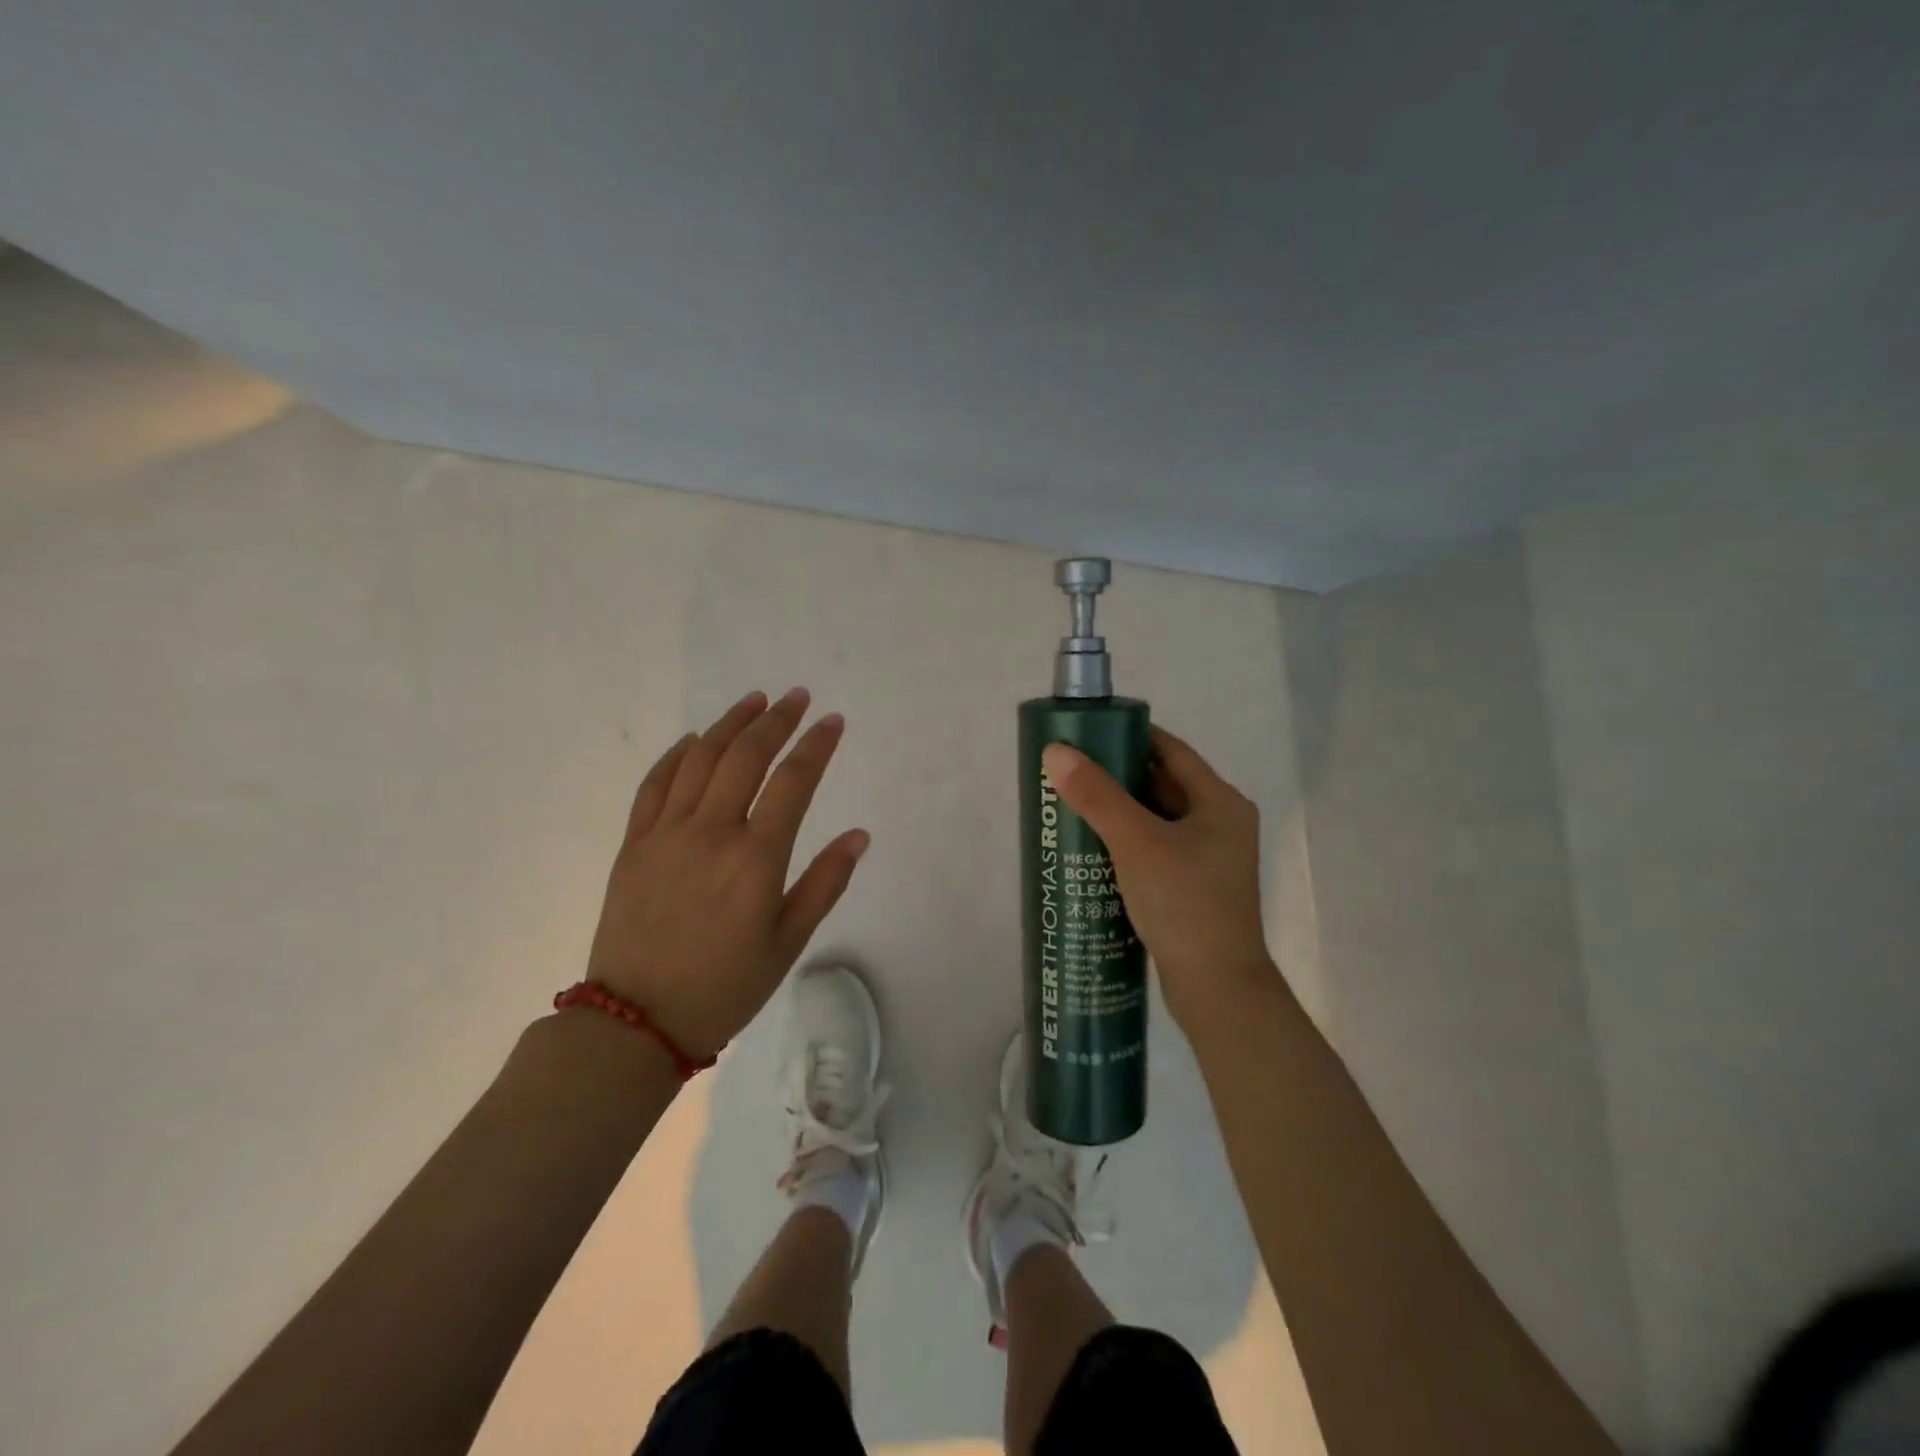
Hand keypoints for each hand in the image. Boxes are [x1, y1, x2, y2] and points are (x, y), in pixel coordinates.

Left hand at [584, 688, 869, 1060]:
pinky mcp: (633, 844)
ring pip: (700, 759)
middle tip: (796, 696)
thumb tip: (859, 835)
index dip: (816, 745)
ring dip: (729, 724)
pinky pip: (655, 784)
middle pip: (746, 756)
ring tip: (754, 701)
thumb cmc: (725, 987)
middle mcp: (711, 832)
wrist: (635, 1023)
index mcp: (755, 858)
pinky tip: (694, 739)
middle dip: (776, 720)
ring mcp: (666, 834)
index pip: (793, 782)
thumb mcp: (788, 942)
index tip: (833, 720)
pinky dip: (677, 755)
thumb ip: (825, 883)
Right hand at [1041, 726, 1274, 1032]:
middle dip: (1114, 777)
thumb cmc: (1185, 904)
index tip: (1085, 734)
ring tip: (1069, 805)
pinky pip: (1153, 849)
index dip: (1128, 736)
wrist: (1217, 990)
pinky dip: (1124, 843)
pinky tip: (1089, 849)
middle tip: (1067, 772)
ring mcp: (1207, 858)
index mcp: (1220, 802)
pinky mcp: (1191, 886)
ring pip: (1154, 820)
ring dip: (1116, 812)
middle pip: (1160, 784)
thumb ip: (1097, 796)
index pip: (1170, 750)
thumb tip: (1055, 751)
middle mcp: (1219, 823)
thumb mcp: (1137, 843)